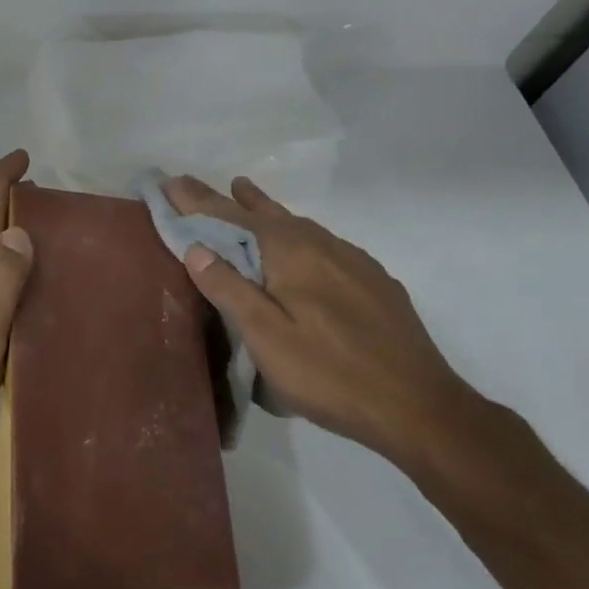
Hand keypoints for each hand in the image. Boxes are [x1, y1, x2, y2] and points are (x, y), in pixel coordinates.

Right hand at [167, 175, 505, 490]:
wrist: (418, 406)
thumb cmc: (330, 374)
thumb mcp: (268, 338)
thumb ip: (230, 290)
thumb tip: (196, 247)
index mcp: (291, 253)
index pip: (233, 219)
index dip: (198, 202)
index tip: (170, 182)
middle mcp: (322, 245)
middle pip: (265, 214)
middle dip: (227, 200)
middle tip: (196, 184)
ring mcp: (353, 262)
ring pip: (298, 225)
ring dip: (263, 209)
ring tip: (243, 193)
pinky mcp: (373, 282)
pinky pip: (322, 243)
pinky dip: (296, 232)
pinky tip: (300, 244)